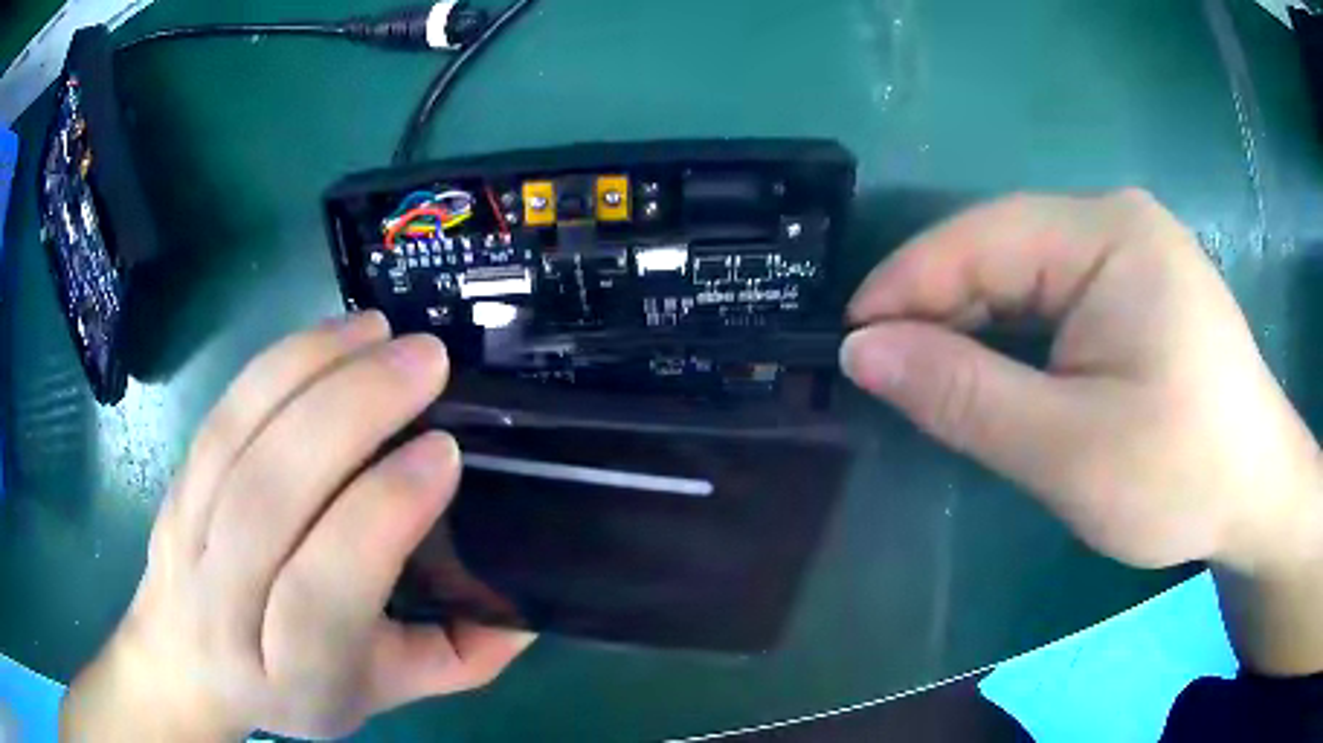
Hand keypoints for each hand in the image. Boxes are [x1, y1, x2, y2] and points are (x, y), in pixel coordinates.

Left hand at [61, 313, 533, 740]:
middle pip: (269, 497)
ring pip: (240, 437)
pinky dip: (278, 363)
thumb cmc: (292, 688)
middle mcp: (223, 607)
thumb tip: (527, 610)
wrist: (186, 663)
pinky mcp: (176, 483)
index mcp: (291, 674)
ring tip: (382, 332)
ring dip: (313, 369)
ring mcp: (187, 535)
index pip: (320, 593)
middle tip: (425, 362)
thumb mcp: (383, 694)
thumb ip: (456, 661)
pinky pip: (222, 411)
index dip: (378, 515)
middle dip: (350, 413)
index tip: (441, 452)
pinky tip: (331, 336)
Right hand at [840, 190, 1322, 574]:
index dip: (906, 287)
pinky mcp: (1138, 287)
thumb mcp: (1069, 449)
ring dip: (974, 323)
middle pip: (1003, 251)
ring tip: (927, 375)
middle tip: (881, 372)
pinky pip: (1056, 295)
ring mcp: (1131, 252)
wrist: (1257, 494)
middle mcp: (1116, 222)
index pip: (983, 239)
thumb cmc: (1180, 474)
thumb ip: (966, 396)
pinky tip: (995, 369)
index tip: (847, 343)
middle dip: (939, 309)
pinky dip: (1015, 334)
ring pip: (1026, 274)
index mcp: (1108, 235)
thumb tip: (861, 352)